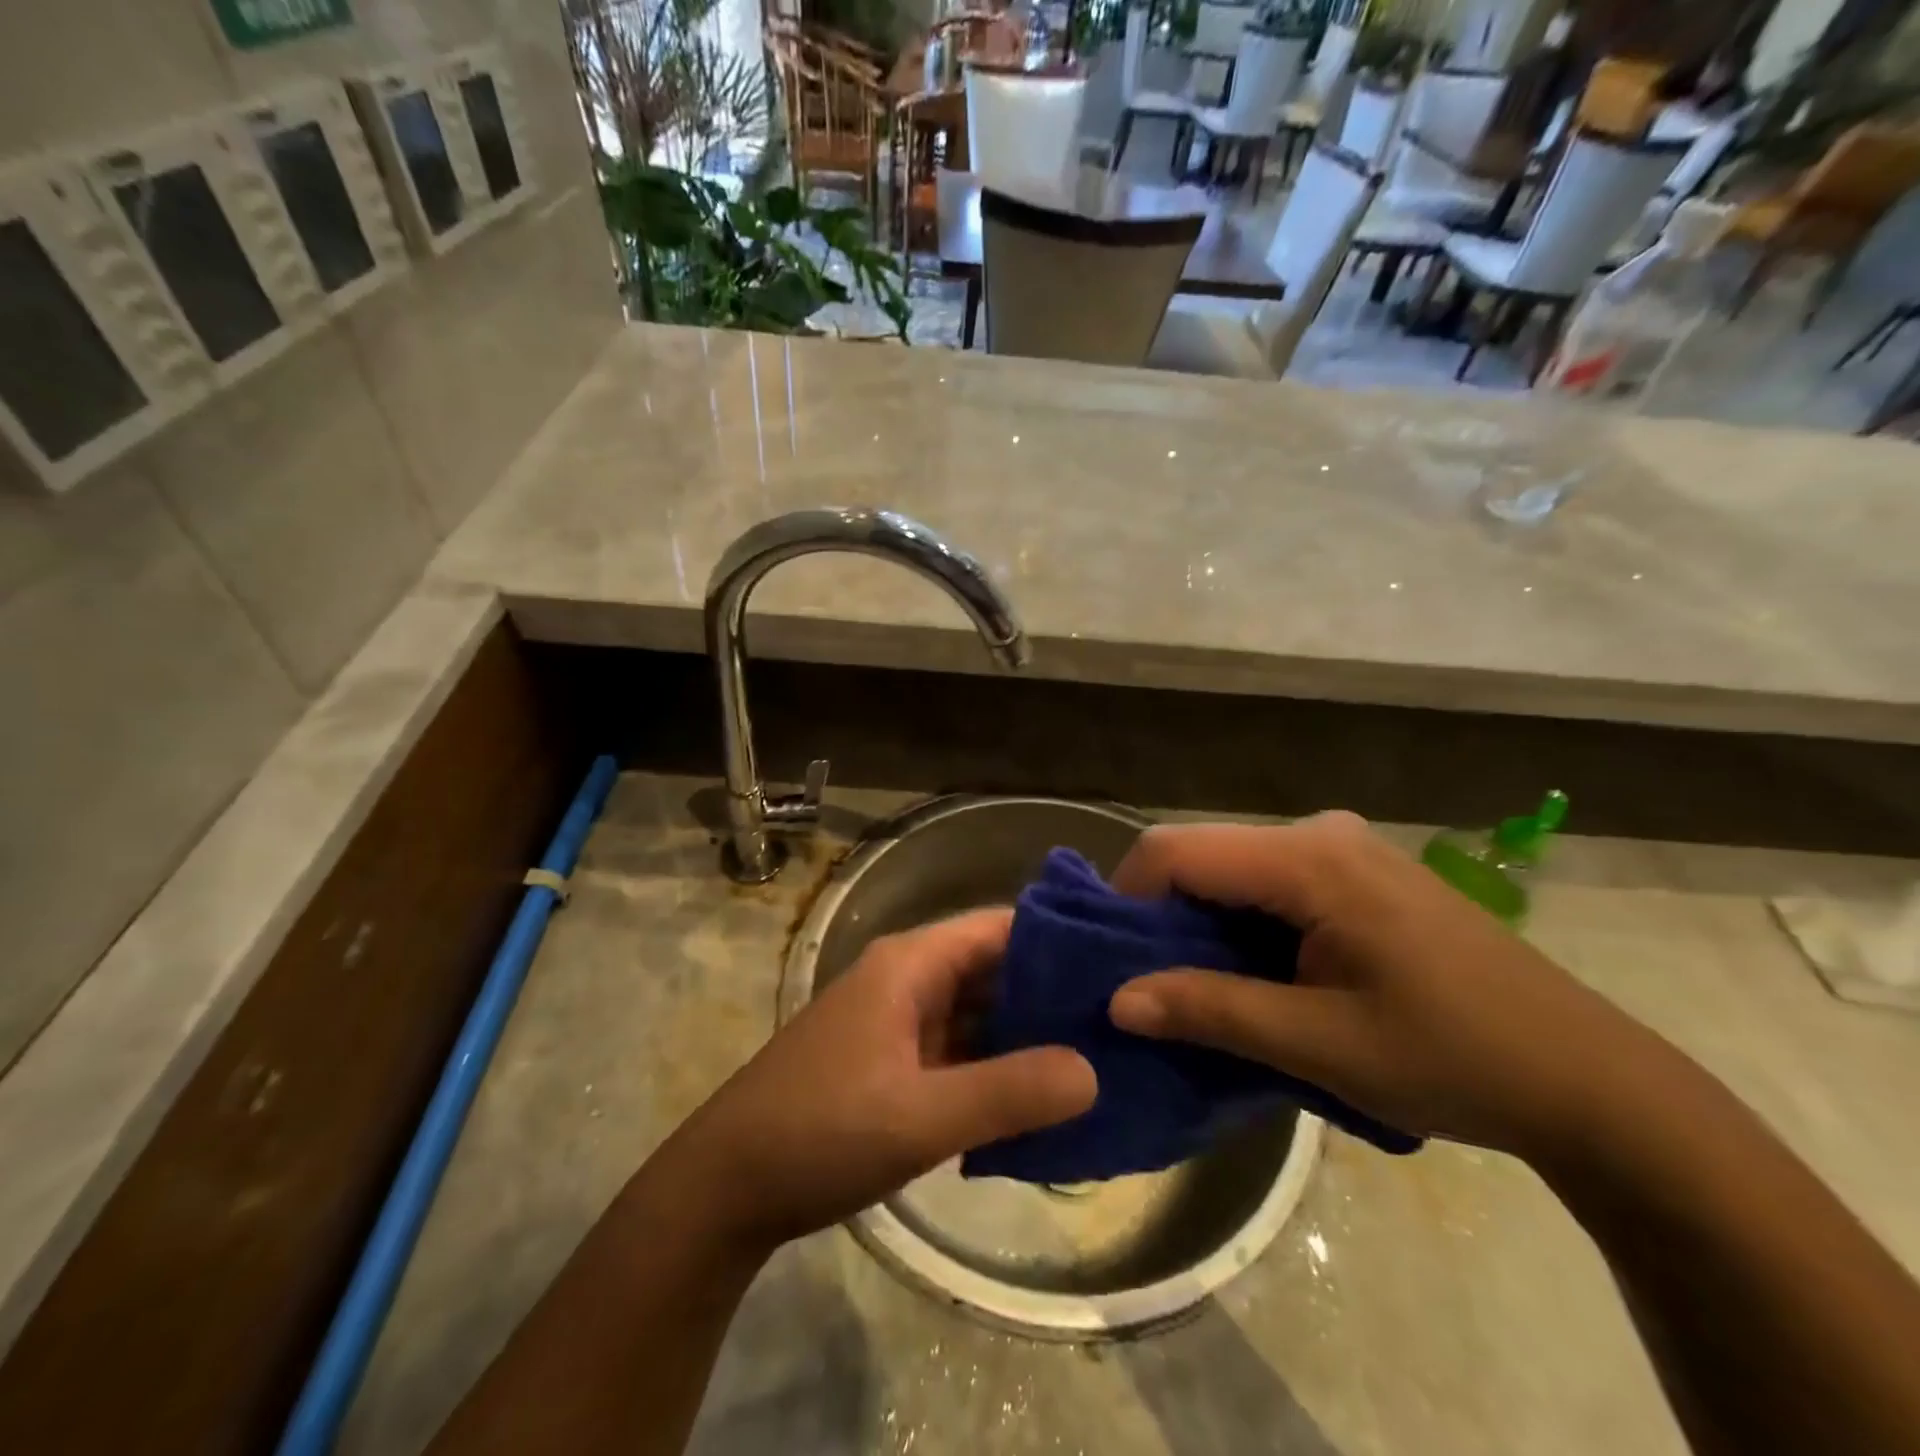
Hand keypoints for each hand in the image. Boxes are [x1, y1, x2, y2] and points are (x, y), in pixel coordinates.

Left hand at [668, 908, 1095, 1251]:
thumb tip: (1093, 1070)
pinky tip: (1041, 1100)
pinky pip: (958, 1052)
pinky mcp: (892, 1062)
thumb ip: (1008, 1092)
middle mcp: (908, 979)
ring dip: (1027, 1036)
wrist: (724, 1188)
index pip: (1002, 928)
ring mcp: (898, 1021)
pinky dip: (996, 1068)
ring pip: (978, 1014)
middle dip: (1053, 995)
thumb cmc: (819, 1131)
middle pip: (995, 970)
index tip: (1120, 967)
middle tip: (1125, 1024)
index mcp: (912, 964)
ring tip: (1100, 1060)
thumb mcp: (919, 1116)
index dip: (1060, 941)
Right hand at [1106, 813, 1656, 1159]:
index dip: (1126, 901)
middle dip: (1161, 918)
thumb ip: (1211, 1012)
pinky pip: (1268, 882)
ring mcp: (1342, 847)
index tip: (1115, 965)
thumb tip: (1116, 1001)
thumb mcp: (1321, 1044)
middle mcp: (1318, 832)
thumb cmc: (1453, 1058)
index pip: (1175, 851)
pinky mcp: (1357, 870)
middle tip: (1151, 988)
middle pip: (1200, 856)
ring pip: (1231, 870)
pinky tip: (1256, 975)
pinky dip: (1241, 923)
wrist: (1586, 1078)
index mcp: (1309, 859)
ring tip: (1199, 991)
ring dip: (1201, 925)